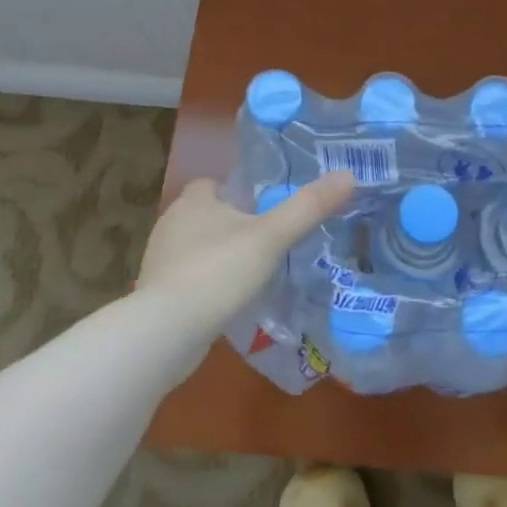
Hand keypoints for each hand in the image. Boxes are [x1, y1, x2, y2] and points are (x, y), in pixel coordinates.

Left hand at [137, 173, 355, 330]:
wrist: (167, 331)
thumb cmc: (218, 271)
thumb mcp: (272, 237)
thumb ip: (308, 207)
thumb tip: (349, 175)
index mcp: (193, 201)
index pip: (211, 183)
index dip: (235, 191)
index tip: (261, 207)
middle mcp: (171, 223)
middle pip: (204, 215)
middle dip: (230, 224)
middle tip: (266, 241)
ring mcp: (160, 260)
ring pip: (195, 248)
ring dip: (218, 256)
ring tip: (252, 272)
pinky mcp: (157, 293)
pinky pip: (187, 278)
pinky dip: (207, 284)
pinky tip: (228, 300)